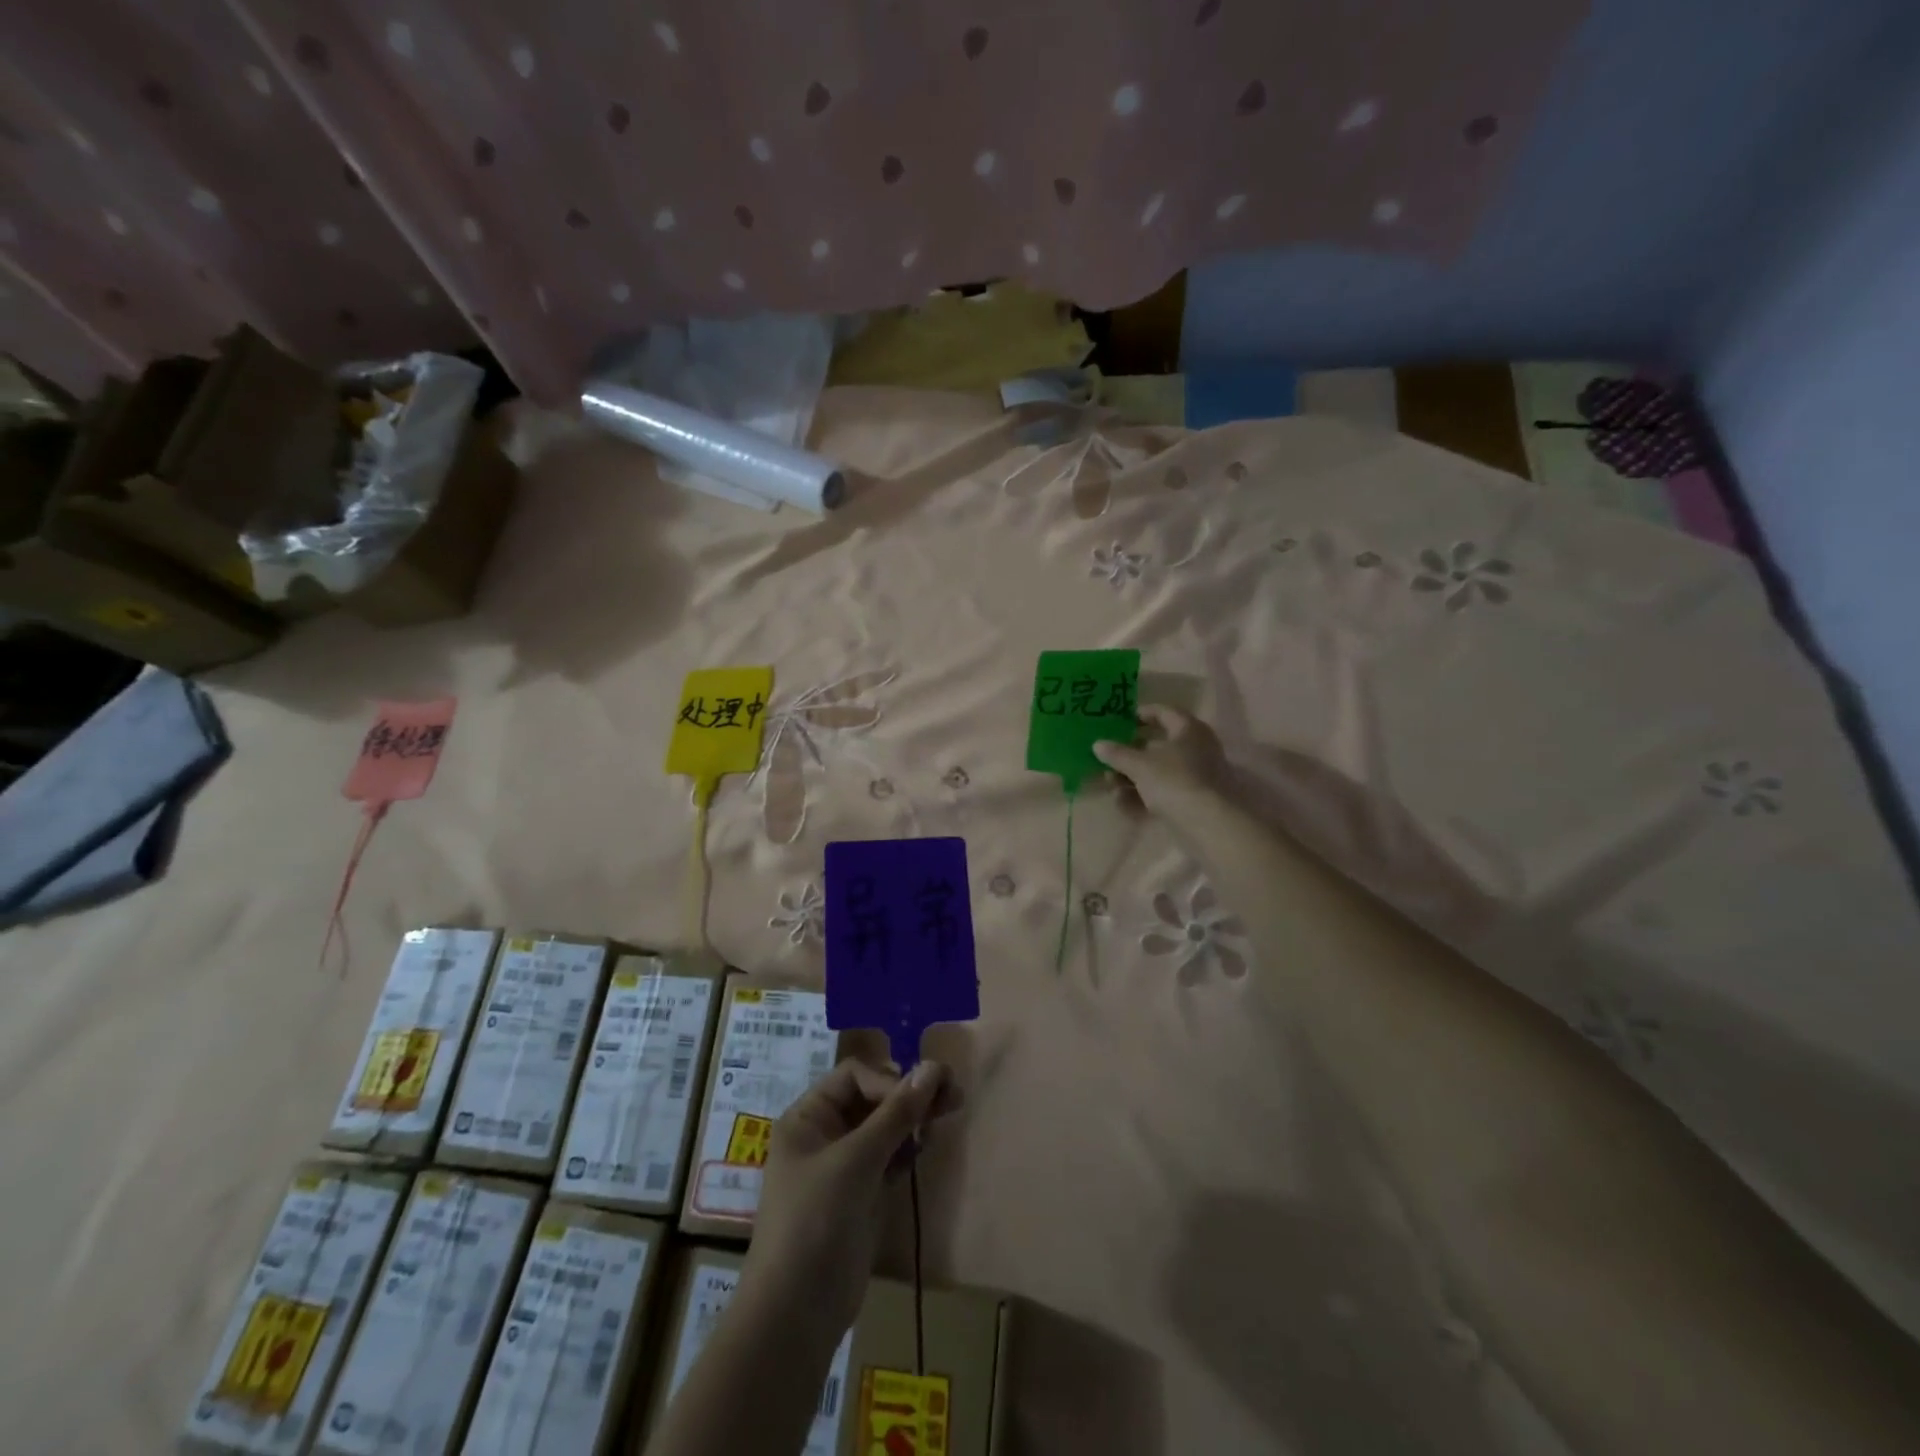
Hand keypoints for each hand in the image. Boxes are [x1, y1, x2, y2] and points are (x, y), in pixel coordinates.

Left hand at [745, 1059, 958, 1334]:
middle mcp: (823, 1133)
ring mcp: (843, 1165)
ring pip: (885, 1126)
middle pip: (872, 1098)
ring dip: (913, 1118)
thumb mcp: (856, 1160)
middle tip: (953, 1094)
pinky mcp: (861, 1193)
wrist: (797, 1313)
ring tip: (949, 1111)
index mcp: (807, 1117)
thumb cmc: (816, 1221)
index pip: (855, 1076)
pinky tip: (928, 1144)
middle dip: (909, 1095)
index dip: (889, 1081)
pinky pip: (889, 1156)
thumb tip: (934, 1067)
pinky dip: (908, 1147)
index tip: (921, 1099)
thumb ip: (896, 1113)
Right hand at [1093, 705, 1231, 824]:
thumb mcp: (1139, 765)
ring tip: (1110, 785)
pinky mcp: (1192, 799)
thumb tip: (1098, 744)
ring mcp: (1195, 775)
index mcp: (1188, 729)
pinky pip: (1163, 791)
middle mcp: (1196, 748)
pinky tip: (1123, 803)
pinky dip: (1143, 795)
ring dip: (1132, 777)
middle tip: (1107, 758)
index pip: (1163, 712)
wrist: (1207, 823)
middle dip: (1129, 754)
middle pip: (1157, 745)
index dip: (1140, 714)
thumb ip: (1117, 753)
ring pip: (1158, 771)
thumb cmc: (1173, 780)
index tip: (1119, 720)